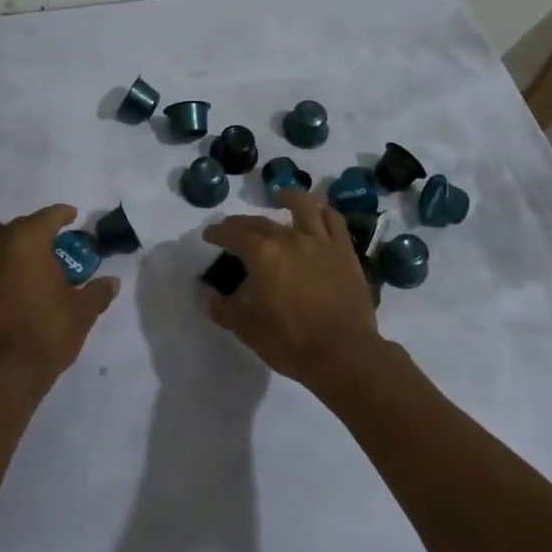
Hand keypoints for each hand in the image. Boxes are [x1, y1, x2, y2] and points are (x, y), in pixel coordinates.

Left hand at [0, 205, 119, 390]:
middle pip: (12, 225)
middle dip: (30, 229)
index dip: (61, 214)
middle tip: (45, 245)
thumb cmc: (46, 334)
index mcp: (26, 242)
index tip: (71, 216)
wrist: (2, 376)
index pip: (46, 217)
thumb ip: (96, 292)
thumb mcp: (82, 312)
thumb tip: (111, 282)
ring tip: (4, 251)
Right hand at [199, 188, 384, 392]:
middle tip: (233, 228)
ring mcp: (320, 242)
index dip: (218, 232)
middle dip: (242, 223)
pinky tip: (318, 213)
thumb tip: (206, 294)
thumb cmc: (290, 342)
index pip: (233, 234)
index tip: (209, 235)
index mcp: (262, 255)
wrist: (344, 354)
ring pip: (303, 206)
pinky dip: (323, 212)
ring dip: (289, 198)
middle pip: (260, 222)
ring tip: (281, 197)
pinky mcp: (344, 251)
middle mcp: (289, 239)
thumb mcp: (247, 329)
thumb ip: (223, 308)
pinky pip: (334, 221)